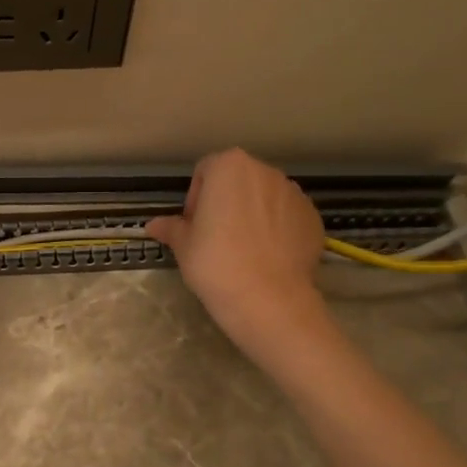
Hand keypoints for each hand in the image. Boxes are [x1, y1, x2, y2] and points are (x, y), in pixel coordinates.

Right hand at [147, 149, 328, 356]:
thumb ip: (171, 228)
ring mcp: (294, 194)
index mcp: (229, 167)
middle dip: (226, 203)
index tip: (194, 226)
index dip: (196, 198)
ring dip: (252, 215)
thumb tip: (153, 225)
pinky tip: (267, 258)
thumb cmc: (215, 263)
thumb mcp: (183, 246)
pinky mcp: (313, 218)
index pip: (205, 171)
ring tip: (244, 250)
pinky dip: (277, 230)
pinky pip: (287, 217)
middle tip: (215, 238)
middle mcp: (265, 171)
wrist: (268, 299)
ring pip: (264, 198)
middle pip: (238, 181)